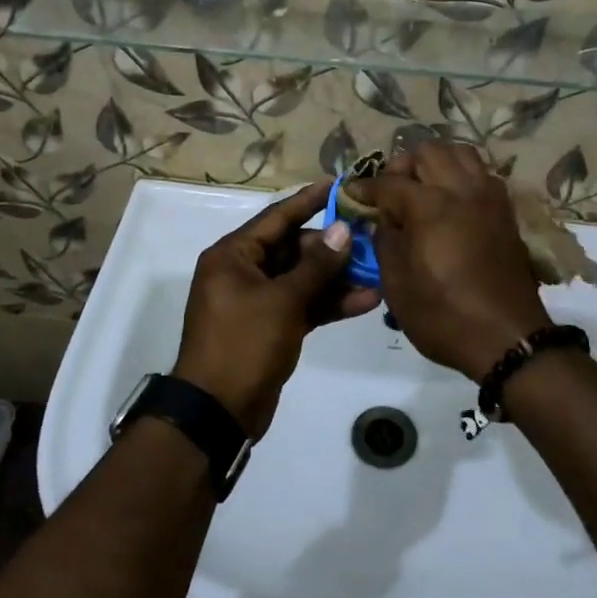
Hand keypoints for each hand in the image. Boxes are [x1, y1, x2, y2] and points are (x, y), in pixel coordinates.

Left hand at [175, 182, 381, 437]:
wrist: (218, 412)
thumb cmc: (243, 344)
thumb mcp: (283, 301)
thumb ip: (316, 266)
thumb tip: (342, 230)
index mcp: (233, 255)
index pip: (277, 217)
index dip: (309, 201)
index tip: (339, 185)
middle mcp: (243, 271)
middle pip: (293, 247)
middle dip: (332, 247)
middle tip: (370, 238)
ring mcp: (258, 300)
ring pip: (303, 278)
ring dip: (337, 278)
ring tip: (378, 270)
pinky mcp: (272, 326)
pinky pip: (304, 304)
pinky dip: (329, 303)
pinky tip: (366, 301)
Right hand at [348, 143, 551, 381]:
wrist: (507, 338)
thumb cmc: (444, 316)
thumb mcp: (397, 285)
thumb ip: (384, 242)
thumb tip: (381, 220)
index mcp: (430, 206)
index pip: (389, 182)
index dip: (364, 187)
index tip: (351, 195)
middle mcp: (461, 190)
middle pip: (428, 152)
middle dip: (403, 166)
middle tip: (391, 193)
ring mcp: (488, 197)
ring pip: (460, 153)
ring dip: (436, 163)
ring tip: (422, 189)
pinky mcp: (505, 211)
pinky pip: (481, 174)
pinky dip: (462, 176)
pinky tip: (451, 202)